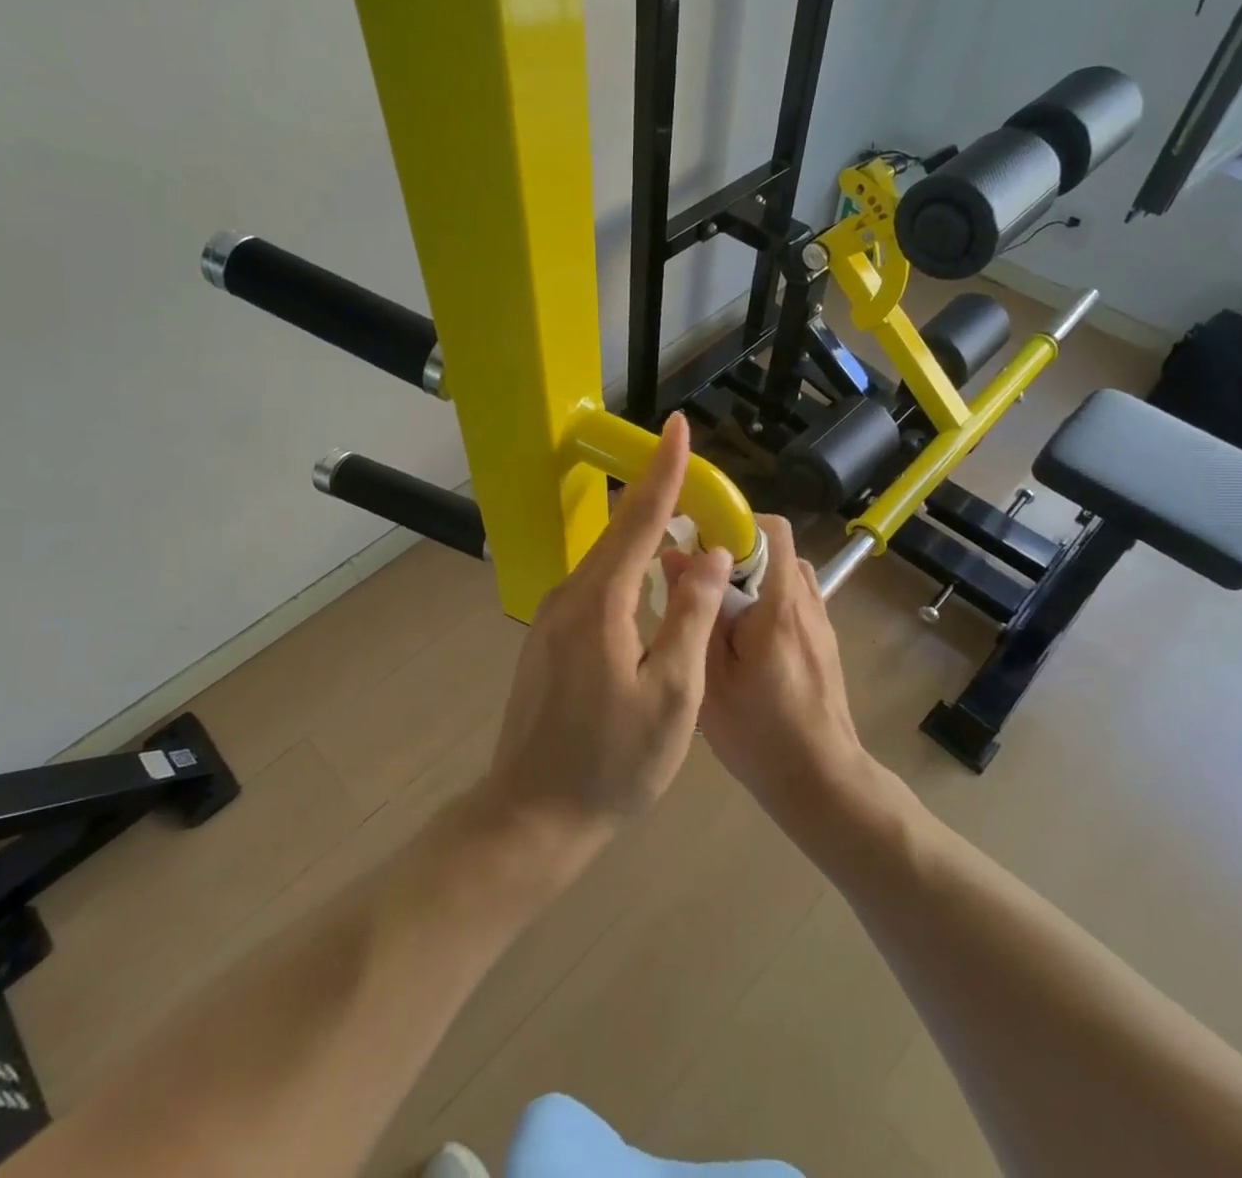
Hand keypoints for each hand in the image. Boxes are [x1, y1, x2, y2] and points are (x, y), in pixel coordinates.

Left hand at [482, 413, 733, 863]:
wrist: (532, 815)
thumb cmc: (612, 763)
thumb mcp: (673, 695)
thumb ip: (692, 617)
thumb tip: (709, 555)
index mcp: (601, 603)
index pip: (639, 519)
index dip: (664, 471)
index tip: (677, 425)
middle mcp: (570, 596)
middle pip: (618, 531)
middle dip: (656, 496)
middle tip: (695, 475)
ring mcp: (552, 616)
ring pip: (605, 559)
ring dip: (642, 535)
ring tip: (682, 524)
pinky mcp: (548, 637)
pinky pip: (595, 585)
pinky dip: (626, 568)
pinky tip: (648, 581)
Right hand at [691, 516, 868, 819]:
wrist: (821, 782)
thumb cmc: (759, 734)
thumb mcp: (710, 678)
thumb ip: (695, 613)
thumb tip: (674, 556)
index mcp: (780, 606)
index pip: (770, 530)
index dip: (734, 524)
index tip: (697, 541)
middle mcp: (808, 603)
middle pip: (777, 547)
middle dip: (737, 552)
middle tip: (701, 580)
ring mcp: (822, 623)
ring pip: (788, 572)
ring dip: (755, 576)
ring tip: (721, 608)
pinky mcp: (824, 642)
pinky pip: (797, 598)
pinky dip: (770, 598)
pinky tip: (744, 637)